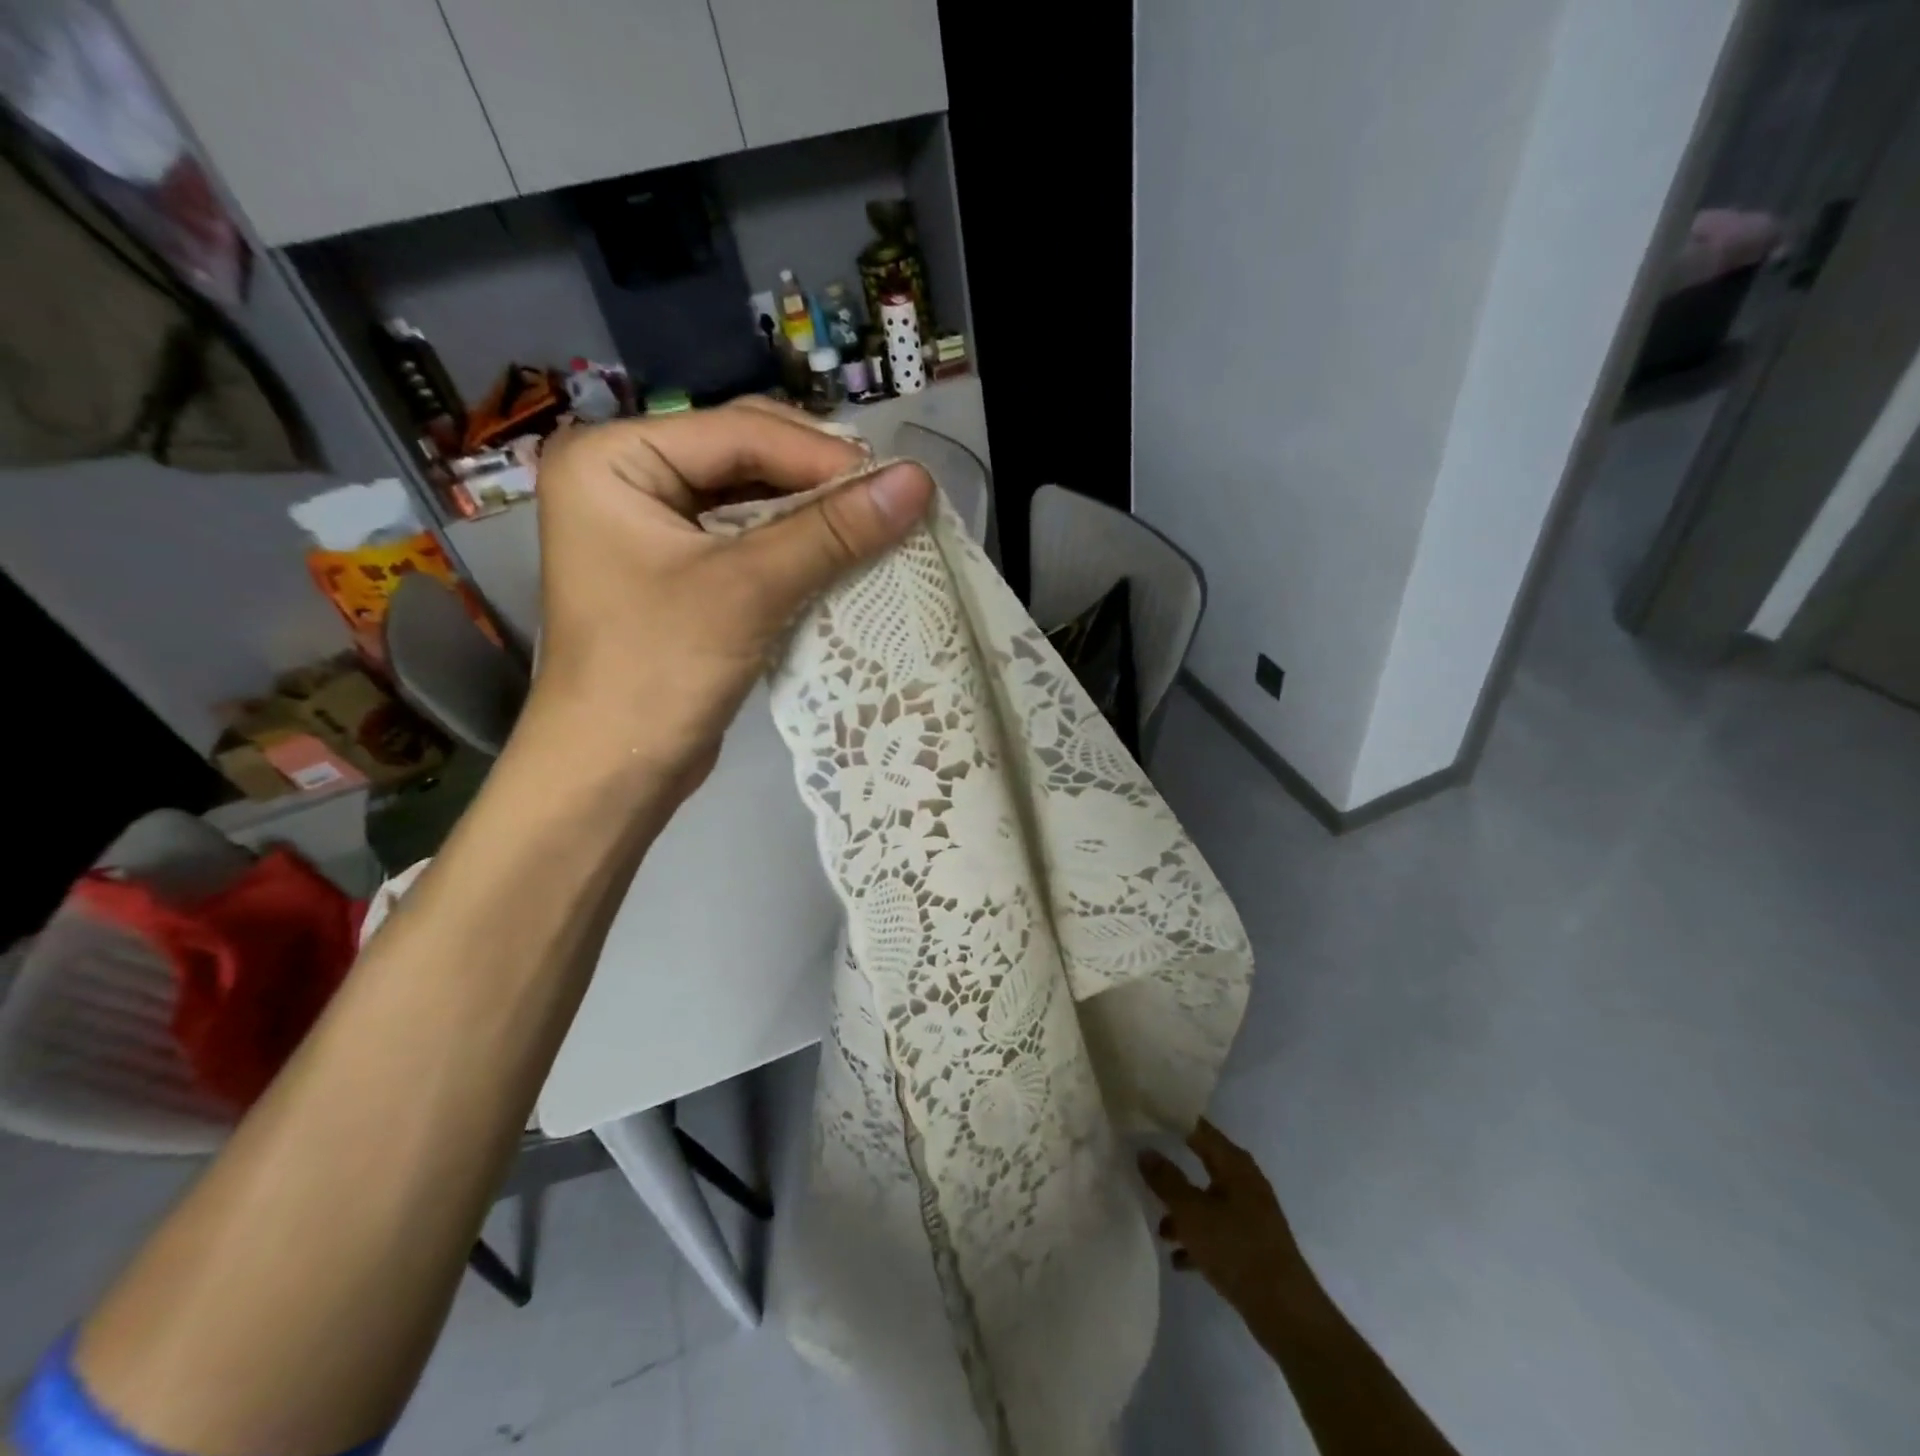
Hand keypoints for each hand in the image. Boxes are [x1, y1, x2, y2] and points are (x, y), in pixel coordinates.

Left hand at [525, 398, 932, 791]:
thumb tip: (919, 482)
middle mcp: (627, 476)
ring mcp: (651, 523)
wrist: (612, 772)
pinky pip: (747, 537)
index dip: (823, 455)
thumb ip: (832, 532)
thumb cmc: (659, 670)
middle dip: (819, 478)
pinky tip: (841, 553)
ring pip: (752, 496)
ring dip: (813, 512)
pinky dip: (795, 544)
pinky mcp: (677, 568)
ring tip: (877, 523)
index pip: (738, 432)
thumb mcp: (748, 591)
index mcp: (614, 458)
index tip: (898, 481)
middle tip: (889, 500)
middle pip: (745, 454)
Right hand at [1140, 1119, 1306, 1318]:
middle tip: (1143, 1162)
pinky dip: (1198, 1241)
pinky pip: (1218, 1233)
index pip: (1199, 1128)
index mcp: (1234, 1165)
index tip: (1144, 1118)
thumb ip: (1166, 1180)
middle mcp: (1245, 1183)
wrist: (1286, 1313)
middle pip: (1203, 1163)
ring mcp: (1251, 1216)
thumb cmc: (1236, 1249)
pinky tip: (1177, 1259)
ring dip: (1184, 1212)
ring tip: (1159, 1228)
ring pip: (1209, 1202)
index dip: (1172, 1120)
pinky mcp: (1253, 1246)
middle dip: (1174, 1168)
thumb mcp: (1191, 1212)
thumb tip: (1144, 1150)